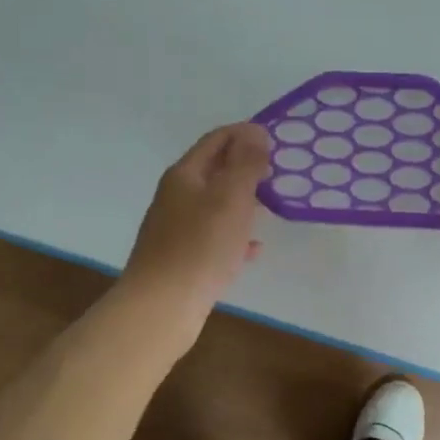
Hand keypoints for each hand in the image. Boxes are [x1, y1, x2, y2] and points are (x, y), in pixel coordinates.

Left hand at [119, 122, 270, 346]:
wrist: (161, 307)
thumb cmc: (200, 246)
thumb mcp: (230, 197)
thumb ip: (245, 163)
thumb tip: (255, 132)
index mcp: (184, 175)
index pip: (216, 139)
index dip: (245, 134)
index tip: (276, 140)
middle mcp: (176, 197)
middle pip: (214, 171)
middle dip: (246, 168)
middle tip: (278, 174)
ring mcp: (176, 229)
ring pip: (215, 205)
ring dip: (243, 201)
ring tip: (271, 207)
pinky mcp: (181, 258)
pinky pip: (213, 238)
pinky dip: (235, 237)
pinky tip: (253, 250)